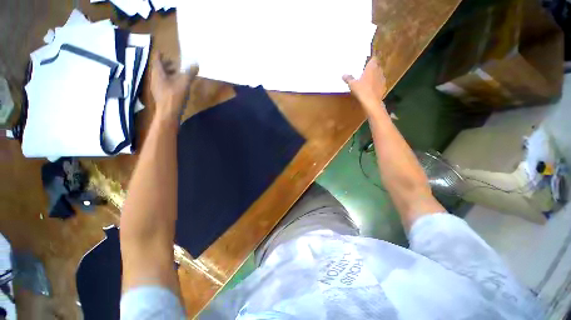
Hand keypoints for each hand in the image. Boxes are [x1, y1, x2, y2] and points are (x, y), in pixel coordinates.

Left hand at [150, 52, 198, 120]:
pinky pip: (162, 84)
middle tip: (173, 63)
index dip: (159, 55)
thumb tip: (196, 64)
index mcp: (158, 73)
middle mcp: (155, 78)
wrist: (168, 112)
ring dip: (167, 73)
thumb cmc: (174, 96)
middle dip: (166, 65)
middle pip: (158, 68)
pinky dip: (168, 81)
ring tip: (176, 73)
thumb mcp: (184, 83)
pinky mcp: (160, 95)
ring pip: (160, 76)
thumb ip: (190, 73)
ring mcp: (156, 87)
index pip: (157, 60)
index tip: (162, 51)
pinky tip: (175, 85)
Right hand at [343, 57, 386, 115]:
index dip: (370, 59)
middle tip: (365, 71)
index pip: (373, 59)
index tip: (367, 61)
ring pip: (379, 74)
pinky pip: (379, 83)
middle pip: (376, 66)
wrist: (371, 102)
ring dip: (374, 76)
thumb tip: (343, 75)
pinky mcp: (383, 87)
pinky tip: (371, 89)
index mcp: (372, 67)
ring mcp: (382, 79)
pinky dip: (376, 84)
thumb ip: (348, 79)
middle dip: (372, 68)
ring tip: (367, 80)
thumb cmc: (362, 90)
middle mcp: (379, 71)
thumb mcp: (352, 84)